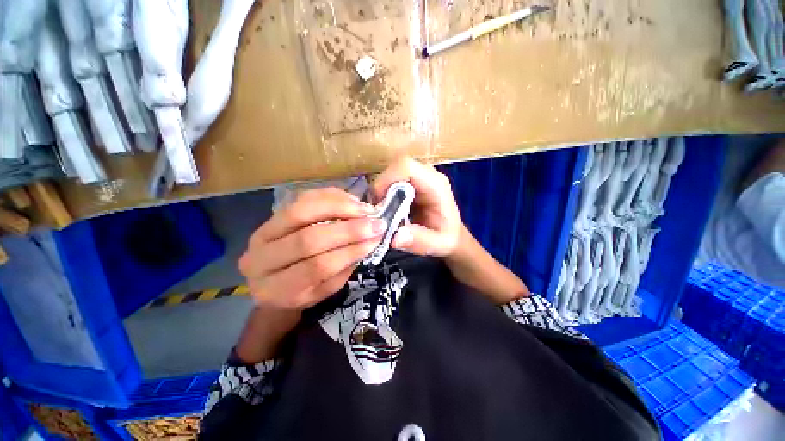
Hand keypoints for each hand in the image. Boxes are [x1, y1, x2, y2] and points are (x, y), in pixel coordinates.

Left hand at [239, 188, 385, 310]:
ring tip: (365, 209)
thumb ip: (344, 267)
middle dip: (348, 229)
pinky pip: (301, 199)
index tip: (376, 239)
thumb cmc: (302, 291)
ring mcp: (262, 233)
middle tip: (375, 222)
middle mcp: (261, 260)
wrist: (270, 282)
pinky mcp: (270, 216)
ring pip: (301, 212)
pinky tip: (350, 200)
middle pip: (308, 238)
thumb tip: (369, 240)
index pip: (316, 267)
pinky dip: (329, 197)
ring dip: (339, 207)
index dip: (350, 251)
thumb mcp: (324, 290)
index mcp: (277, 289)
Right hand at [372, 157, 462, 256]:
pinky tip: (386, 211)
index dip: (387, 180)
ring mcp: (418, 177)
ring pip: (391, 174)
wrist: (451, 235)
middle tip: (377, 213)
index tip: (379, 204)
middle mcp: (427, 175)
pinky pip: (391, 182)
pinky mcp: (411, 183)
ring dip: (381, 193)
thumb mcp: (437, 244)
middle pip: (395, 168)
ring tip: (382, 214)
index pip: (406, 166)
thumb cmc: (448, 238)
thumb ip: (419, 241)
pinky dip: (383, 195)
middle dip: (381, 189)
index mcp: (436, 185)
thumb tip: (395, 237)